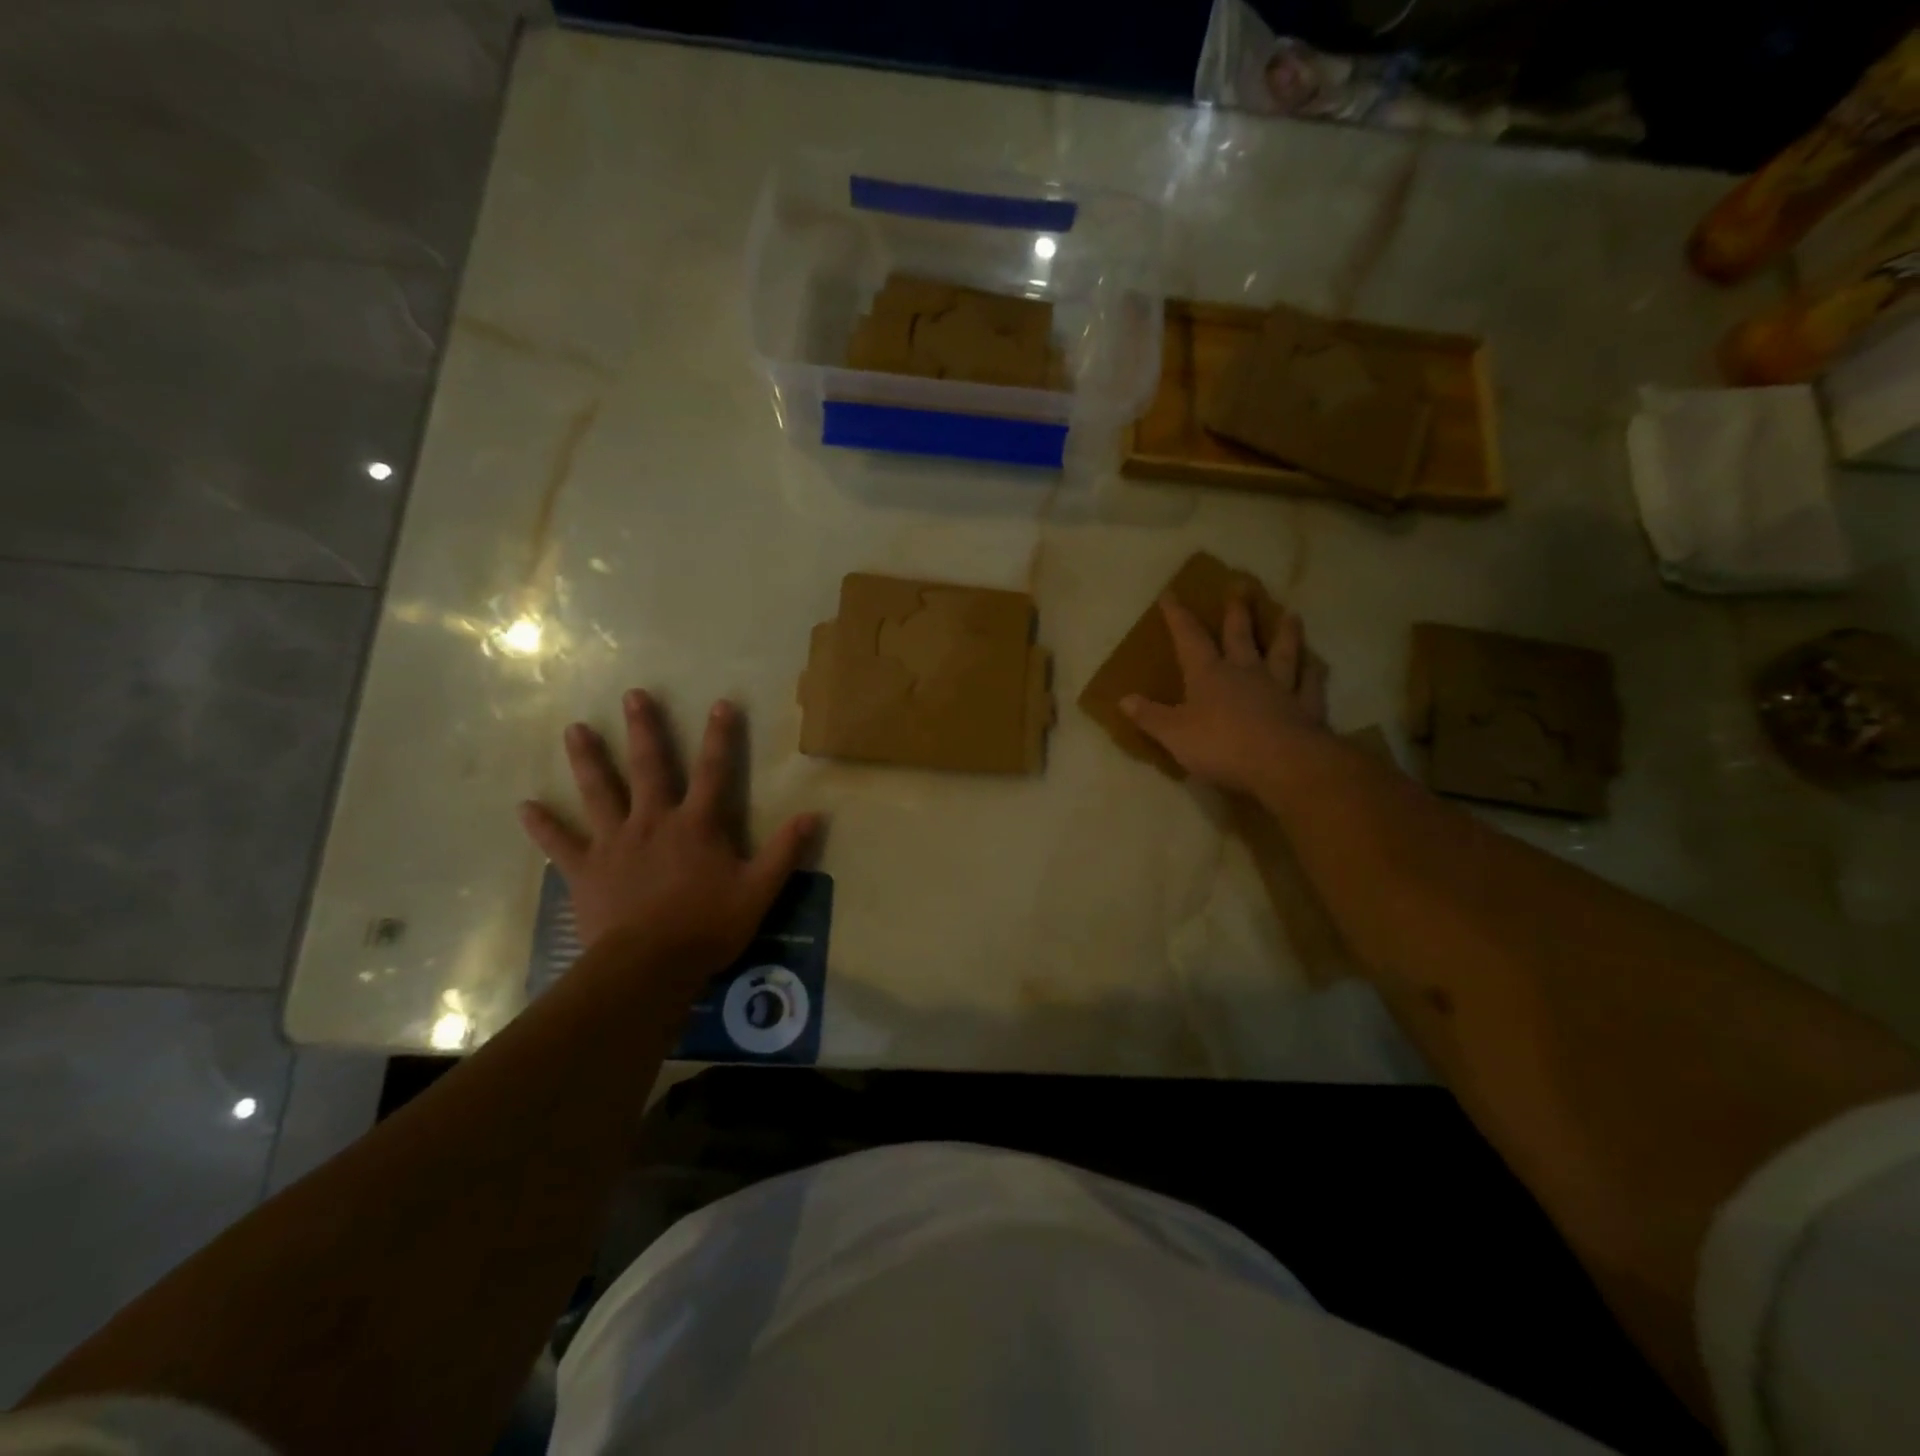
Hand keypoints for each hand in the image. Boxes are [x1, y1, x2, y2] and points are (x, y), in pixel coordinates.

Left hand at [518, 691, 818, 986]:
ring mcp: (615, 843)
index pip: (714, 771)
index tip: (720, 703)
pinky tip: (524, 806)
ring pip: (599, 792)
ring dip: (588, 759)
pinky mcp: (585, 870)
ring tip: (575, 729)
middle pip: (648, 767)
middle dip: (644, 730)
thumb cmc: (707, 926)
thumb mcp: (758, 891)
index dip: (720, 736)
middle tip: (633, 695)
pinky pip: (560, 843)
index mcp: (696, 825)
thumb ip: (785, 851)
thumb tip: (814, 815)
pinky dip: (543, 825)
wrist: (649, 966)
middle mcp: (653, 822)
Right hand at [1121, 592, 1330, 794]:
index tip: (1171, 594)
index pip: (1189, 638)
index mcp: (1208, 674)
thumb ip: (1150, 716)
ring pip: (1283, 652)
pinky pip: (1311, 683)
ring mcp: (1280, 686)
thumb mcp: (1174, 734)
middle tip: (1240, 585)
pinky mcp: (1307, 707)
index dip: (1178, 617)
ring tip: (1290, 614)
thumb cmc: (1221, 746)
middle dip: (1236, 611)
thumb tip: (1123, 699)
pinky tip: (1318, 663)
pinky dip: (1314, 671)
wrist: (1282, 764)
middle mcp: (1245, 671)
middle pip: (1240, 634)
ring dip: (1285, 632)